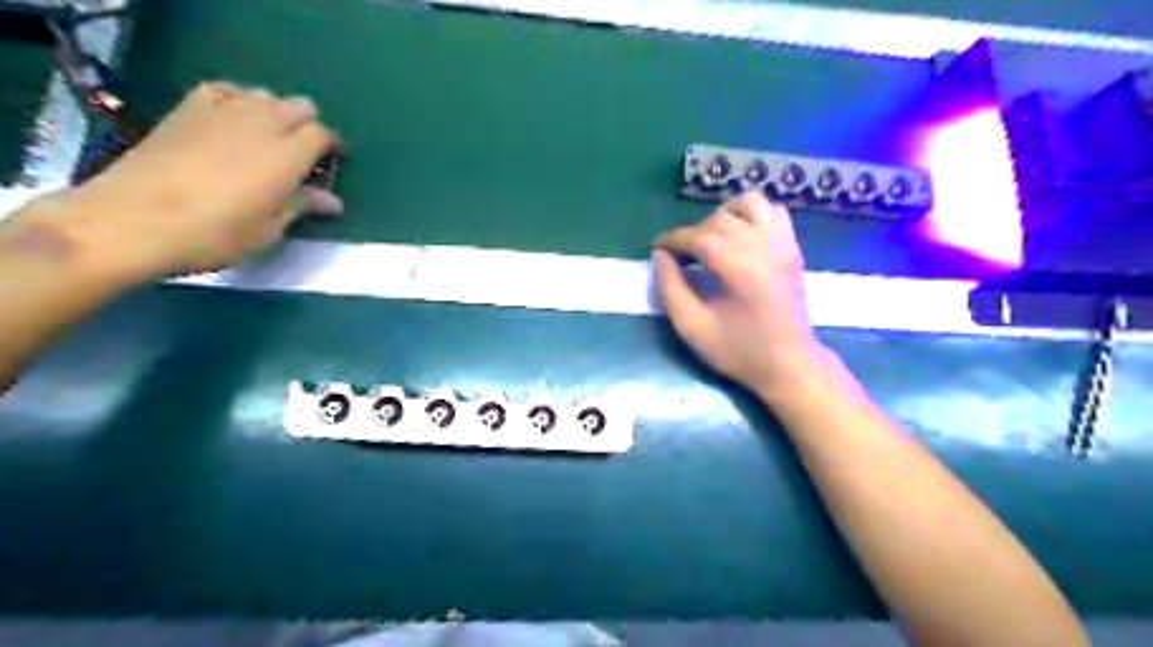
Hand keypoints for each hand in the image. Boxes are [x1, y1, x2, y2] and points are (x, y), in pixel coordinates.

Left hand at [37, 80, 341, 278]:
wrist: (133, 220)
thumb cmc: (215, 234)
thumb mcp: (268, 229)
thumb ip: (301, 206)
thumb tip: (332, 201)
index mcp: (286, 156)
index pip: (321, 134)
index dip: (332, 144)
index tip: (335, 160)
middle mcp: (259, 125)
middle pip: (296, 107)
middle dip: (308, 124)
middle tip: (307, 150)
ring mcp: (221, 113)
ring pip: (263, 95)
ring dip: (276, 110)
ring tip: (274, 134)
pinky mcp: (187, 111)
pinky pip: (223, 90)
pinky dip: (239, 98)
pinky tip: (236, 114)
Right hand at [653, 191, 822, 395]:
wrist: (790, 365)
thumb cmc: (740, 351)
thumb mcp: (693, 328)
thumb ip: (670, 288)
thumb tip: (660, 255)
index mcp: (742, 269)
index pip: (700, 237)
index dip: (673, 239)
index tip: (656, 248)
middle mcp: (766, 247)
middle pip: (720, 219)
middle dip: (693, 232)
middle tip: (680, 256)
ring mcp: (784, 244)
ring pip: (750, 204)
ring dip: (723, 215)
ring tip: (710, 240)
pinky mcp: (792, 248)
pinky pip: (773, 212)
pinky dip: (751, 216)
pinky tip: (738, 238)